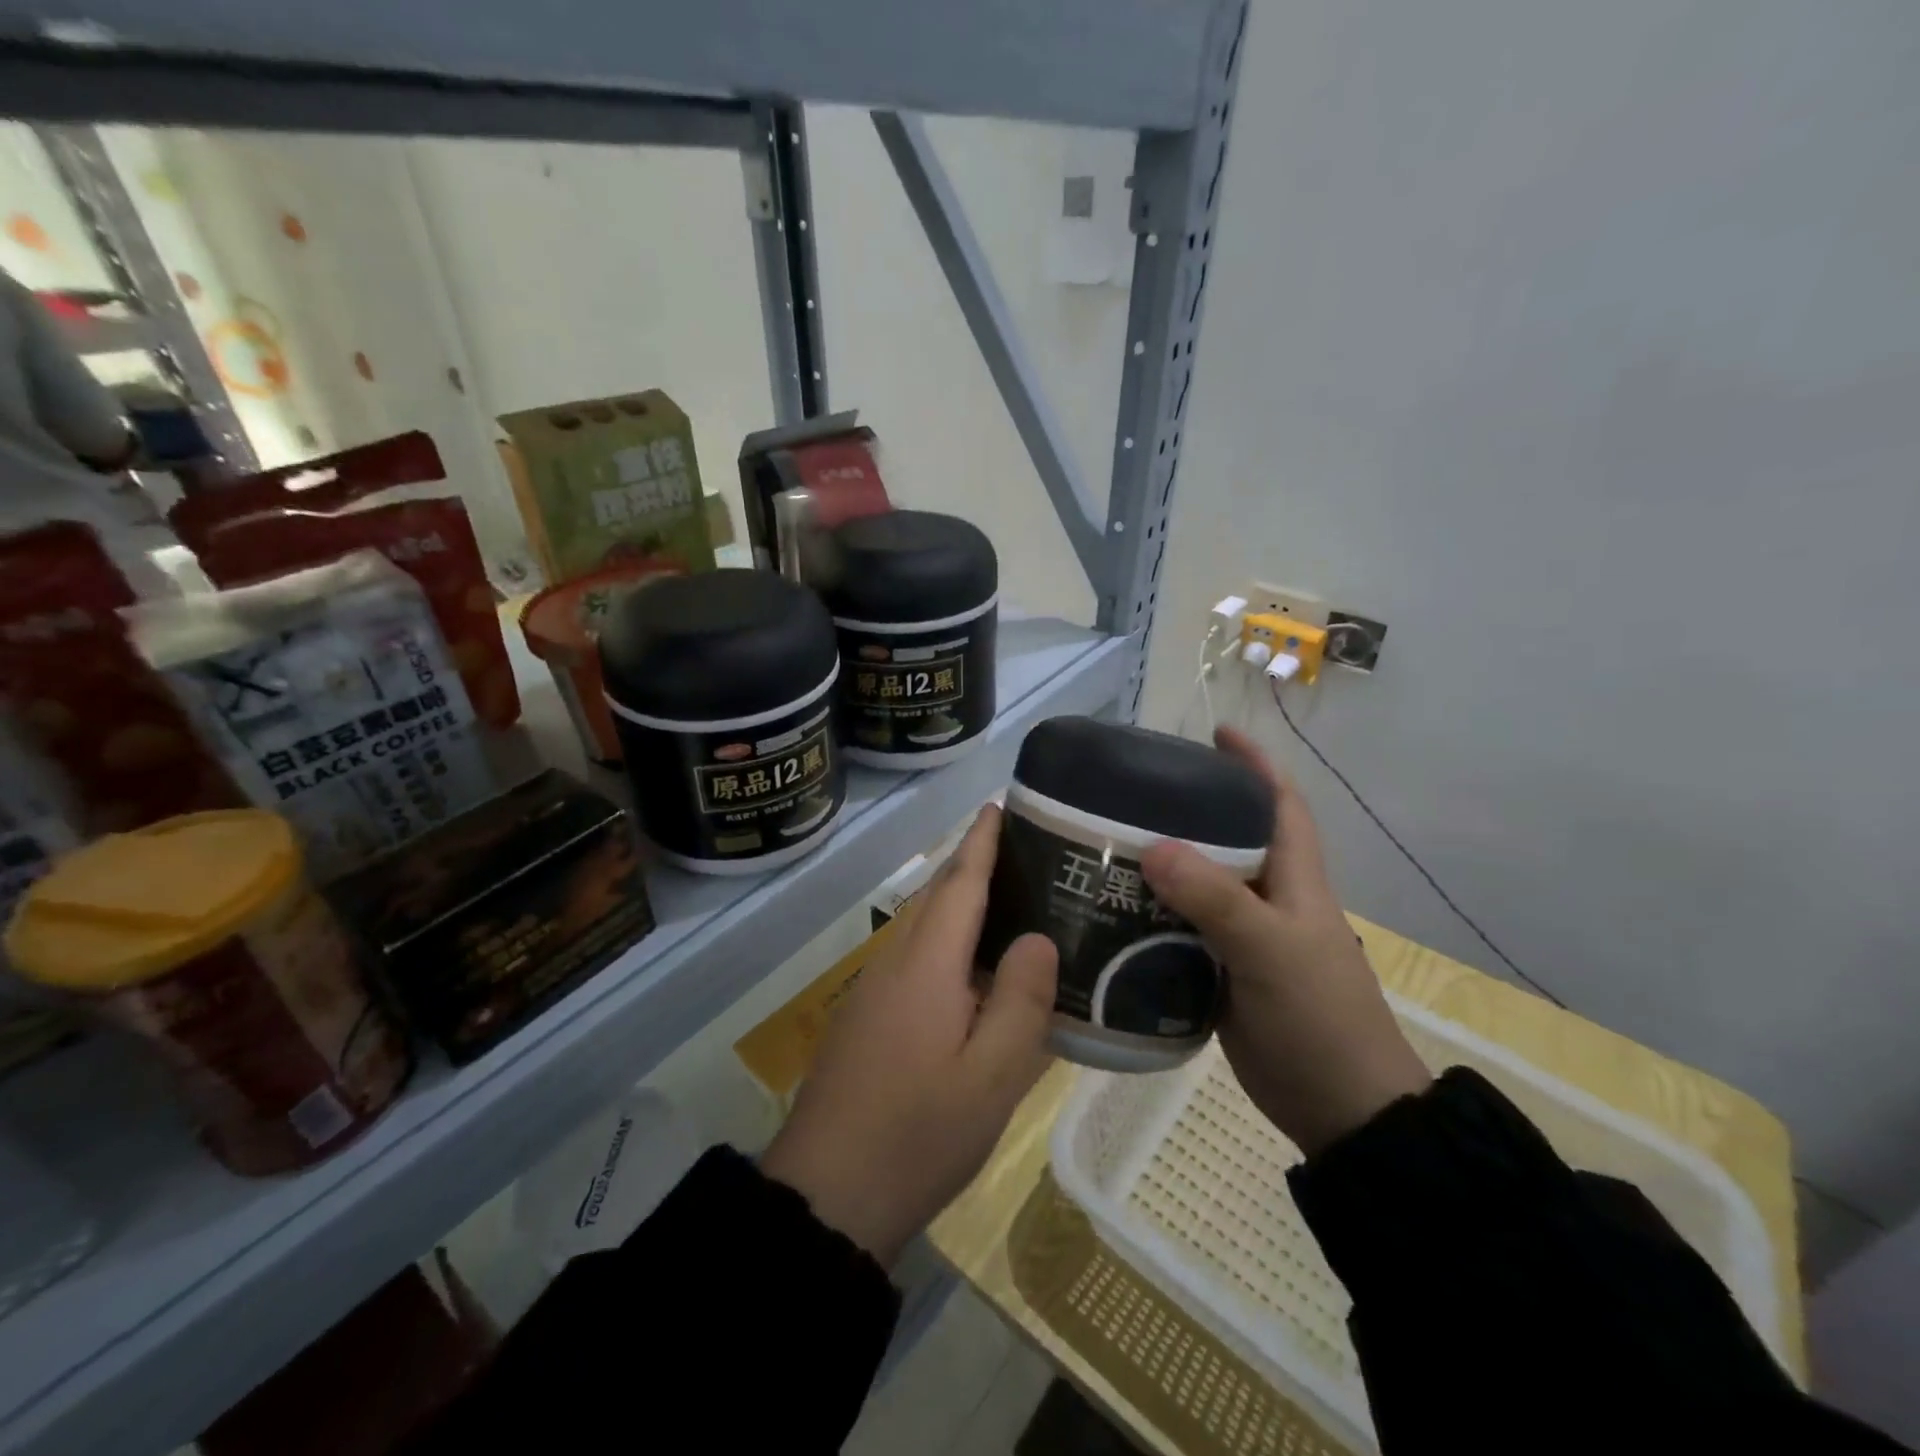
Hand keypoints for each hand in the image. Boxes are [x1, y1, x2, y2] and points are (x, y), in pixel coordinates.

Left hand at [760, 805, 1058, 1264]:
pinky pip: (913, 956)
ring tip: (1007, 897)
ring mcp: (874, 990)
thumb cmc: (918, 1134)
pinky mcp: (866, 1017)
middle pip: (937, 897)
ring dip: (958, 901)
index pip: (959, 884)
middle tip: (1021, 847)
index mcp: (927, 967)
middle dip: (972, 862)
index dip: (981, 842)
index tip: (999, 805)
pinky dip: (945, 940)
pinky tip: (971, 967)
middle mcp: (895, 963)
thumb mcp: (991, 1078)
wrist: (827, 1195)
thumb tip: (1037, 937)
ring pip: (922, 927)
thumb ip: (1020, 1001)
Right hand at [1140, 726, 1430, 1155]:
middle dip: (1191, 807)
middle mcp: (1269, 897)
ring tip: (1108, 841)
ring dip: (1163, 861)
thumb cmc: (1318, 1018)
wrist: (1339, 1109)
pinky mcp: (1223, 969)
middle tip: (1133, 790)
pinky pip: (1182, 925)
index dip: (1253, 764)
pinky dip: (1152, 911)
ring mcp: (1245, 936)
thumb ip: (1216, 900)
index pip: (1279, 803)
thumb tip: (1153, 847)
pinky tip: (1113, 907)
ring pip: (1200, 882)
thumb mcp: (1270, 951)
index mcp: (1294, 879)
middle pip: (1229, 836)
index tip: (1214, 733)